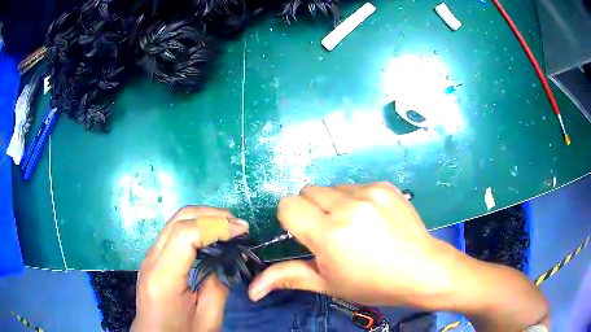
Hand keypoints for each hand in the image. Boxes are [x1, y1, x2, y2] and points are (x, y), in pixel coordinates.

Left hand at [133, 206, 248, 331]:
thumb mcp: (207, 319)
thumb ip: (218, 287)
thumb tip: (229, 258)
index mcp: (164, 277)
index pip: (185, 234)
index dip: (216, 225)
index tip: (242, 230)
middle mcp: (152, 259)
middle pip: (179, 219)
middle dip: (212, 215)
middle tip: (238, 225)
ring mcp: (149, 256)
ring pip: (175, 221)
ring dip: (203, 218)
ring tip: (228, 228)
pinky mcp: (153, 258)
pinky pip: (173, 232)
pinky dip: (195, 227)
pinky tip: (210, 237)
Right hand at [248, 182, 456, 306]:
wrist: (422, 270)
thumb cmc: (373, 284)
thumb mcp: (329, 284)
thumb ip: (289, 277)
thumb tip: (253, 289)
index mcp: (329, 234)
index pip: (287, 204)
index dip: (290, 218)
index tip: (304, 233)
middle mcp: (348, 206)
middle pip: (307, 191)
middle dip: (310, 210)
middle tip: (329, 233)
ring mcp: (370, 192)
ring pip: (331, 188)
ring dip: (333, 204)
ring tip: (353, 227)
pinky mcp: (385, 186)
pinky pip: (355, 185)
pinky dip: (354, 200)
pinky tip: (371, 219)